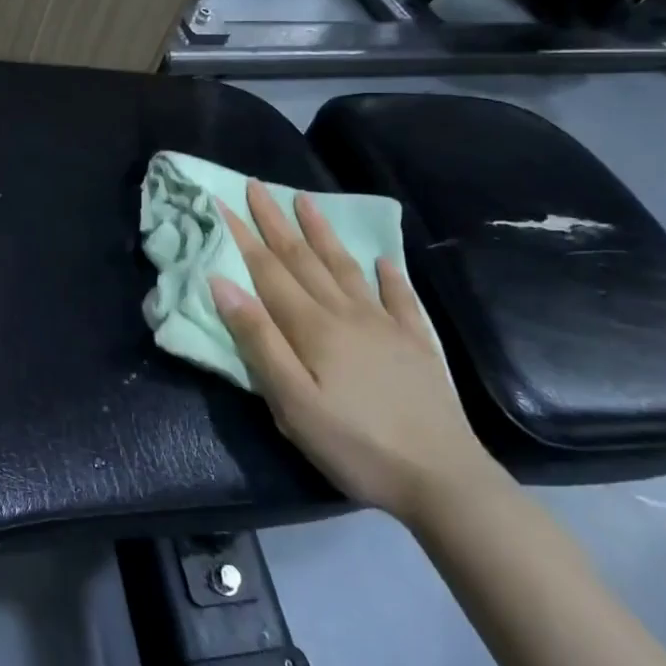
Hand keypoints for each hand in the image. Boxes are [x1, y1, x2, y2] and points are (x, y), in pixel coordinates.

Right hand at [209, 180, 496, 525]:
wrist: (443, 479)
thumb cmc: (355, 444)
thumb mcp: (292, 402)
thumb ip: (258, 340)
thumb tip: (222, 284)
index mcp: (312, 327)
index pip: (268, 270)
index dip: (243, 235)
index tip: (222, 201)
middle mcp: (346, 313)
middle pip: (303, 258)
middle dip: (275, 221)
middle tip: (257, 185)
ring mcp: (384, 325)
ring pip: (345, 267)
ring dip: (321, 233)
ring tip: (305, 201)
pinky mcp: (415, 344)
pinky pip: (398, 298)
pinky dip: (388, 275)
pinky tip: (382, 260)